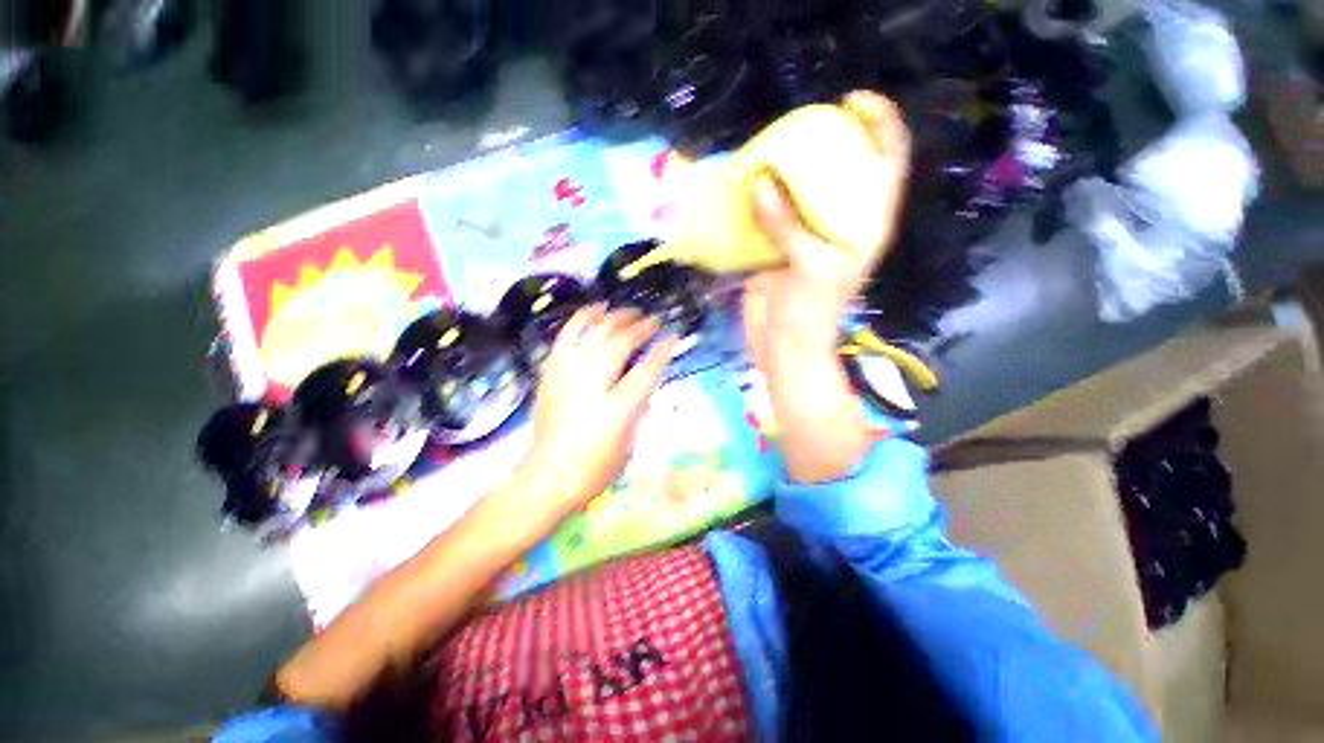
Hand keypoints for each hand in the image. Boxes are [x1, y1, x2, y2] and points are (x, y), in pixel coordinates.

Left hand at [514, 305, 677, 530]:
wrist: (548, 477)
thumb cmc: (595, 468)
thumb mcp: (629, 442)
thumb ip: (639, 407)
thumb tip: (645, 378)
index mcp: (616, 410)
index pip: (645, 371)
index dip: (662, 350)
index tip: (673, 335)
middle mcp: (591, 387)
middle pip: (618, 345)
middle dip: (639, 328)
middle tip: (652, 321)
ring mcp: (567, 377)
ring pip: (593, 334)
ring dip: (614, 319)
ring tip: (628, 311)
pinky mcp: (551, 374)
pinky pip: (566, 337)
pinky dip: (581, 320)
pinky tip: (595, 310)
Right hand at [743, 90, 910, 373]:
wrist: (782, 347)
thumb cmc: (811, 314)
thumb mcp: (810, 268)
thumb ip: (789, 225)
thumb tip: (760, 183)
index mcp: (865, 225)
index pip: (888, 163)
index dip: (880, 125)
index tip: (851, 101)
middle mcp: (839, 223)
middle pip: (841, 168)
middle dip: (824, 142)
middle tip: (794, 128)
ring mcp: (806, 234)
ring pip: (800, 190)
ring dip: (784, 170)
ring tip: (764, 150)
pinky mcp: (777, 247)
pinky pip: (769, 214)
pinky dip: (758, 200)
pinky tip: (743, 187)